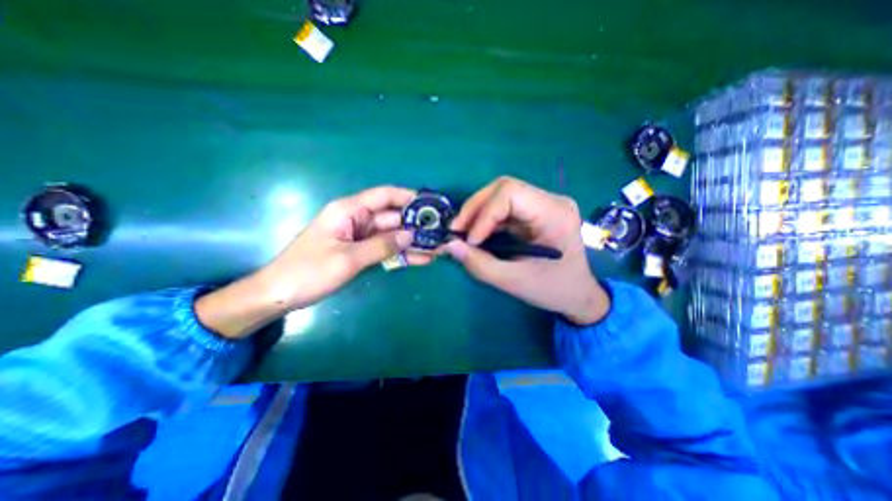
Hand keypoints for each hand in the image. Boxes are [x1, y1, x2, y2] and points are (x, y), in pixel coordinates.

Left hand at [261, 183, 432, 307]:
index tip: (430, 205)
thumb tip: (410, 235)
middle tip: (440, 233)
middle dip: (416, 225)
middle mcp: (357, 219)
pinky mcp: (361, 252)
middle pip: (392, 217)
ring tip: (437, 247)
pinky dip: (401, 254)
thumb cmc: (309, 271)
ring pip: (392, 235)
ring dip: (412, 242)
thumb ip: (381, 245)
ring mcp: (360, 237)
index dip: (408, 197)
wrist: (280, 294)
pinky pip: (385, 250)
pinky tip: (421, 259)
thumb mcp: (348, 258)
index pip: (384, 196)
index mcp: (349, 210)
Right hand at [444, 177, 610, 323]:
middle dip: (475, 208)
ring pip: (500, 194)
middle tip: (457, 230)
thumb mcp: (514, 282)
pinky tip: (476, 234)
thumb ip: (480, 264)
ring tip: (462, 232)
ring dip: (477, 212)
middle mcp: (550, 201)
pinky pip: (503, 208)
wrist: (578, 294)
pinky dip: (485, 219)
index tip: (470, 241)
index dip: (484, 214)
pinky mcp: (533, 213)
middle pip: (503, 188)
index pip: (510, 193)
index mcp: (555, 213)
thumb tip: (449, 245)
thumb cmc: (553, 290)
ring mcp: (542, 205)